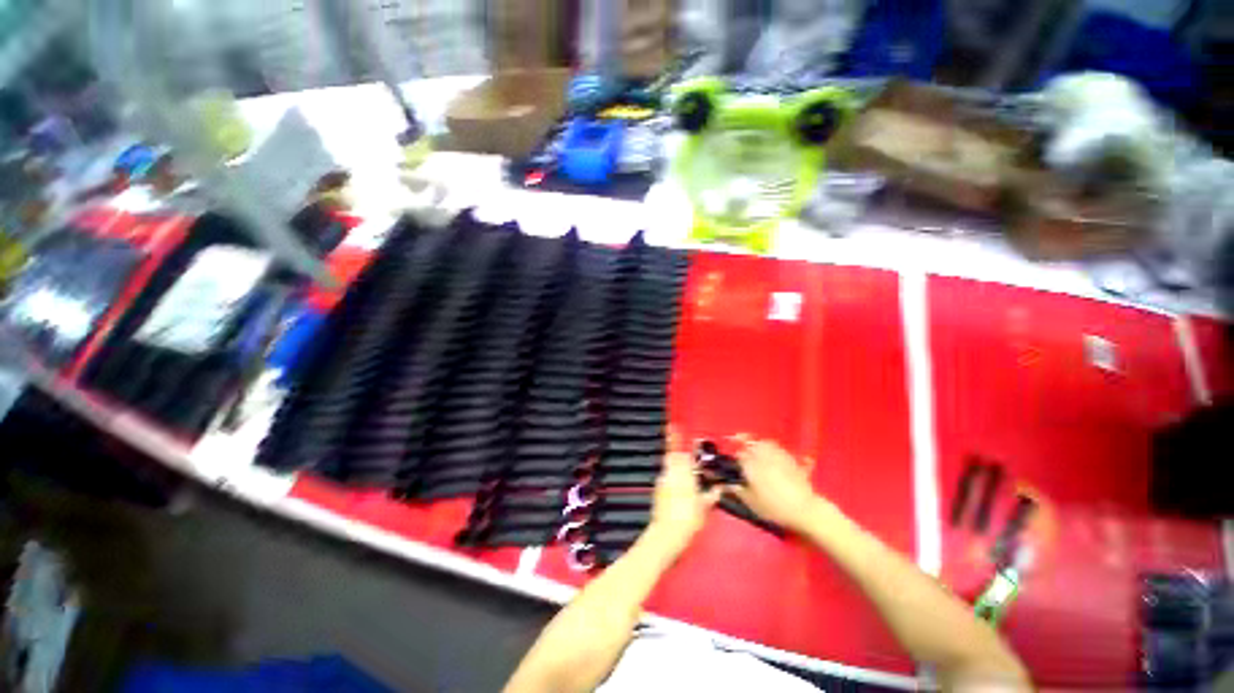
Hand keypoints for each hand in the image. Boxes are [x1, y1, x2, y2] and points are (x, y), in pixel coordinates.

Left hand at [647, 451, 721, 553]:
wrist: (668, 532)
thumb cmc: (688, 519)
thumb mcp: (704, 507)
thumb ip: (712, 495)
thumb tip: (718, 490)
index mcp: (686, 475)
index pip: (687, 456)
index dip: (691, 455)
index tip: (695, 459)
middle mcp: (673, 473)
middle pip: (675, 456)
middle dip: (681, 457)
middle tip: (688, 464)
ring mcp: (663, 480)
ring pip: (668, 465)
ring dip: (674, 466)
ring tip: (682, 475)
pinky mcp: (656, 488)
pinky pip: (663, 477)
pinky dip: (668, 477)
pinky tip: (674, 487)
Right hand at [728, 438, 822, 533]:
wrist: (804, 509)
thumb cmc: (774, 507)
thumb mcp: (751, 502)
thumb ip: (737, 490)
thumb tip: (726, 484)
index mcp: (751, 465)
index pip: (738, 453)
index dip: (734, 456)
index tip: (733, 461)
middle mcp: (763, 456)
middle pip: (751, 443)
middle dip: (745, 442)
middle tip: (740, 444)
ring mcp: (778, 456)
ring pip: (764, 442)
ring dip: (758, 443)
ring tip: (755, 448)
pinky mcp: (791, 460)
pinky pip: (778, 448)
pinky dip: (772, 448)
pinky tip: (772, 454)